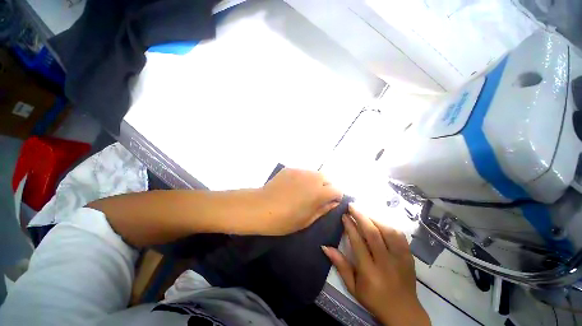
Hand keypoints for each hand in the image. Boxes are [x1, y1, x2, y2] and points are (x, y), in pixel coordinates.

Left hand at [258, 168, 342, 234]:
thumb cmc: (284, 220)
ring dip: (315, 182)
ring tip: (304, 192)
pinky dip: (303, 179)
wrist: (260, 208)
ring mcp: (301, 171)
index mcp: (319, 192)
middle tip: (316, 198)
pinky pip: (302, 172)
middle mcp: (313, 177)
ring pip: (315, 174)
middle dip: (326, 188)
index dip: (335, 198)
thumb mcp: (307, 220)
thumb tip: (332, 202)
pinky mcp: (290, 169)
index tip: (328, 204)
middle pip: (328, 179)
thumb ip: (323, 209)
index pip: (337, 190)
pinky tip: (292, 187)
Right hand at [322, 205, 429, 325]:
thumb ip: (340, 265)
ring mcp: (400, 259)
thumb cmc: (374, 299)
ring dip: (374, 218)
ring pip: (388, 232)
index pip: (358, 243)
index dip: (350, 227)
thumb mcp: (353, 286)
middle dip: (361, 217)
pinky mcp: (409, 257)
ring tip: (364, 212)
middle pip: (374, 234)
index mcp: (370, 272)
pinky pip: (400, 236)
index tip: (344, 215)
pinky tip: (380, 221)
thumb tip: (325, 247)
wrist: (403, 312)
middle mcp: (386, 263)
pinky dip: (389, 225)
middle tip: (352, 206)